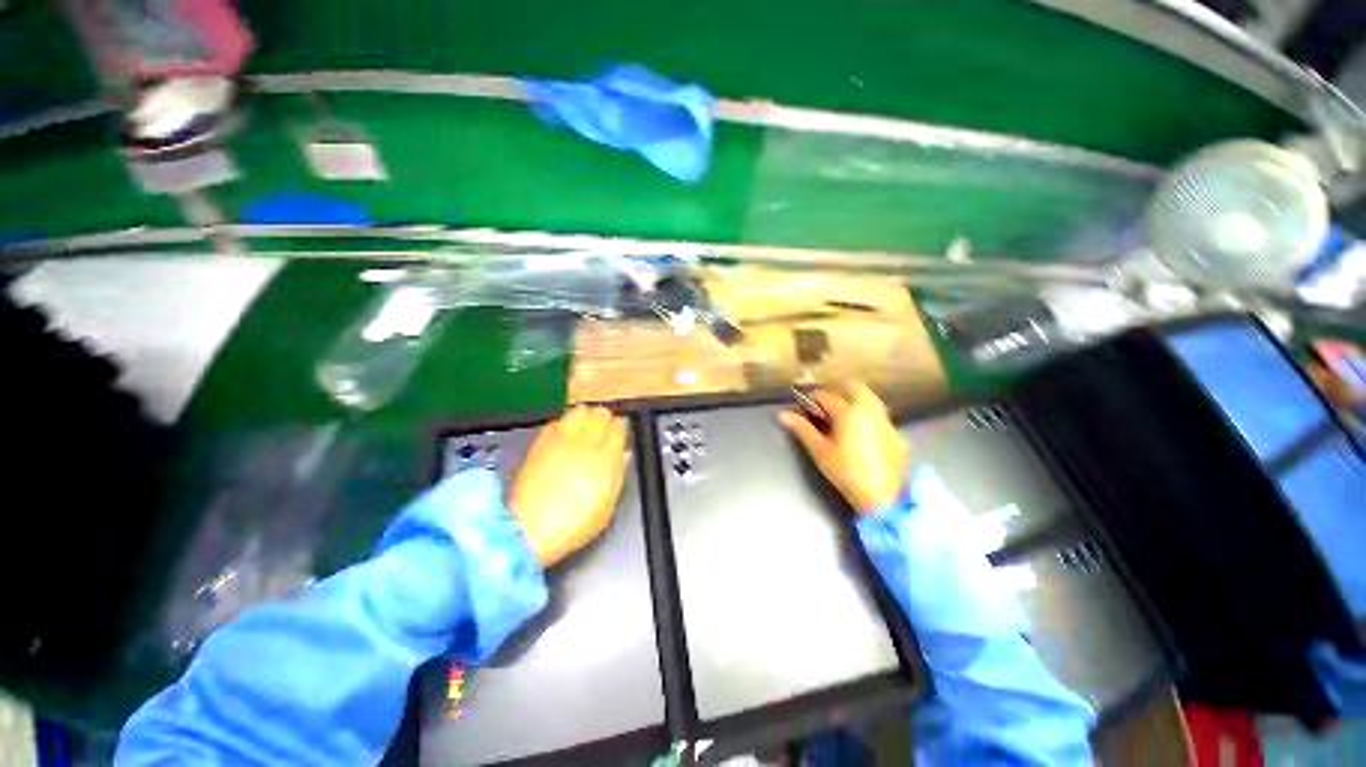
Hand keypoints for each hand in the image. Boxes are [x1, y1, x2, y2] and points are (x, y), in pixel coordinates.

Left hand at [509, 406, 629, 566]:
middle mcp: (585, 442)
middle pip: (600, 414)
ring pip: (580, 411)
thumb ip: (618, 475)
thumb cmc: (574, 524)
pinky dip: (566, 423)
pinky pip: (559, 421)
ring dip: (586, 417)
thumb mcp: (606, 506)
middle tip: (604, 428)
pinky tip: (565, 436)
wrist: (527, 529)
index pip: (619, 428)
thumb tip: (624, 454)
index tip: (621, 431)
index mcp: (606, 458)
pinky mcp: (541, 442)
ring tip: (585, 428)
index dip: (621, 427)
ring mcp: (561, 439)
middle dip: (605, 419)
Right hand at [779, 382, 910, 514]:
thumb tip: (782, 414)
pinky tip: (859, 431)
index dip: (810, 398)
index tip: (801, 406)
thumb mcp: (820, 451)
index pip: (825, 395)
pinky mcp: (897, 434)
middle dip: (836, 390)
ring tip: (839, 415)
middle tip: (822, 404)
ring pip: (869, 398)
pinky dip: (866, 414)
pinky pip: (879, 415)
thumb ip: (802, 429)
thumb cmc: (846, 472)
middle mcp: (870, 410)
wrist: (884, 497)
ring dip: (853, 399)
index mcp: (849, 412)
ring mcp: (886, 421)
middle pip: (853, 387)